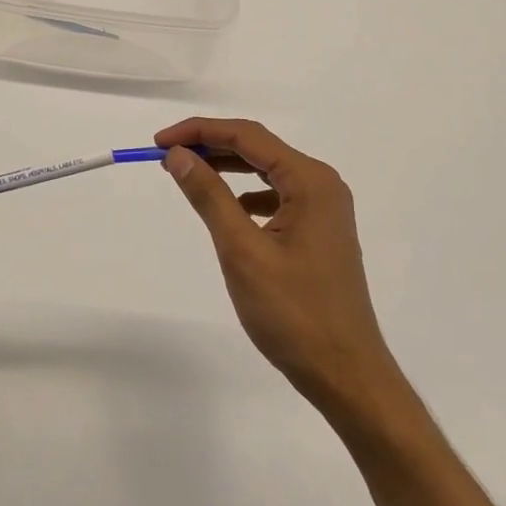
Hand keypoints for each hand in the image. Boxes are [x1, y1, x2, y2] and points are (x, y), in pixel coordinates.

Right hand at [156, 118, 403, 419]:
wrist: (346, 374)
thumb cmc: (293, 313)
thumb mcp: (242, 250)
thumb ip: (209, 196)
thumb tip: (178, 154)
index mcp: (309, 181)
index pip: (247, 136)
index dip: (199, 131)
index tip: (158, 142)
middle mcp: (322, 185)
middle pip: (258, 148)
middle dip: (210, 146)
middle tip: (166, 155)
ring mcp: (325, 209)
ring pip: (266, 171)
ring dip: (227, 168)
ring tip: (189, 174)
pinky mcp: (320, 232)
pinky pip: (277, 196)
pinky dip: (247, 193)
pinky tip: (230, 209)